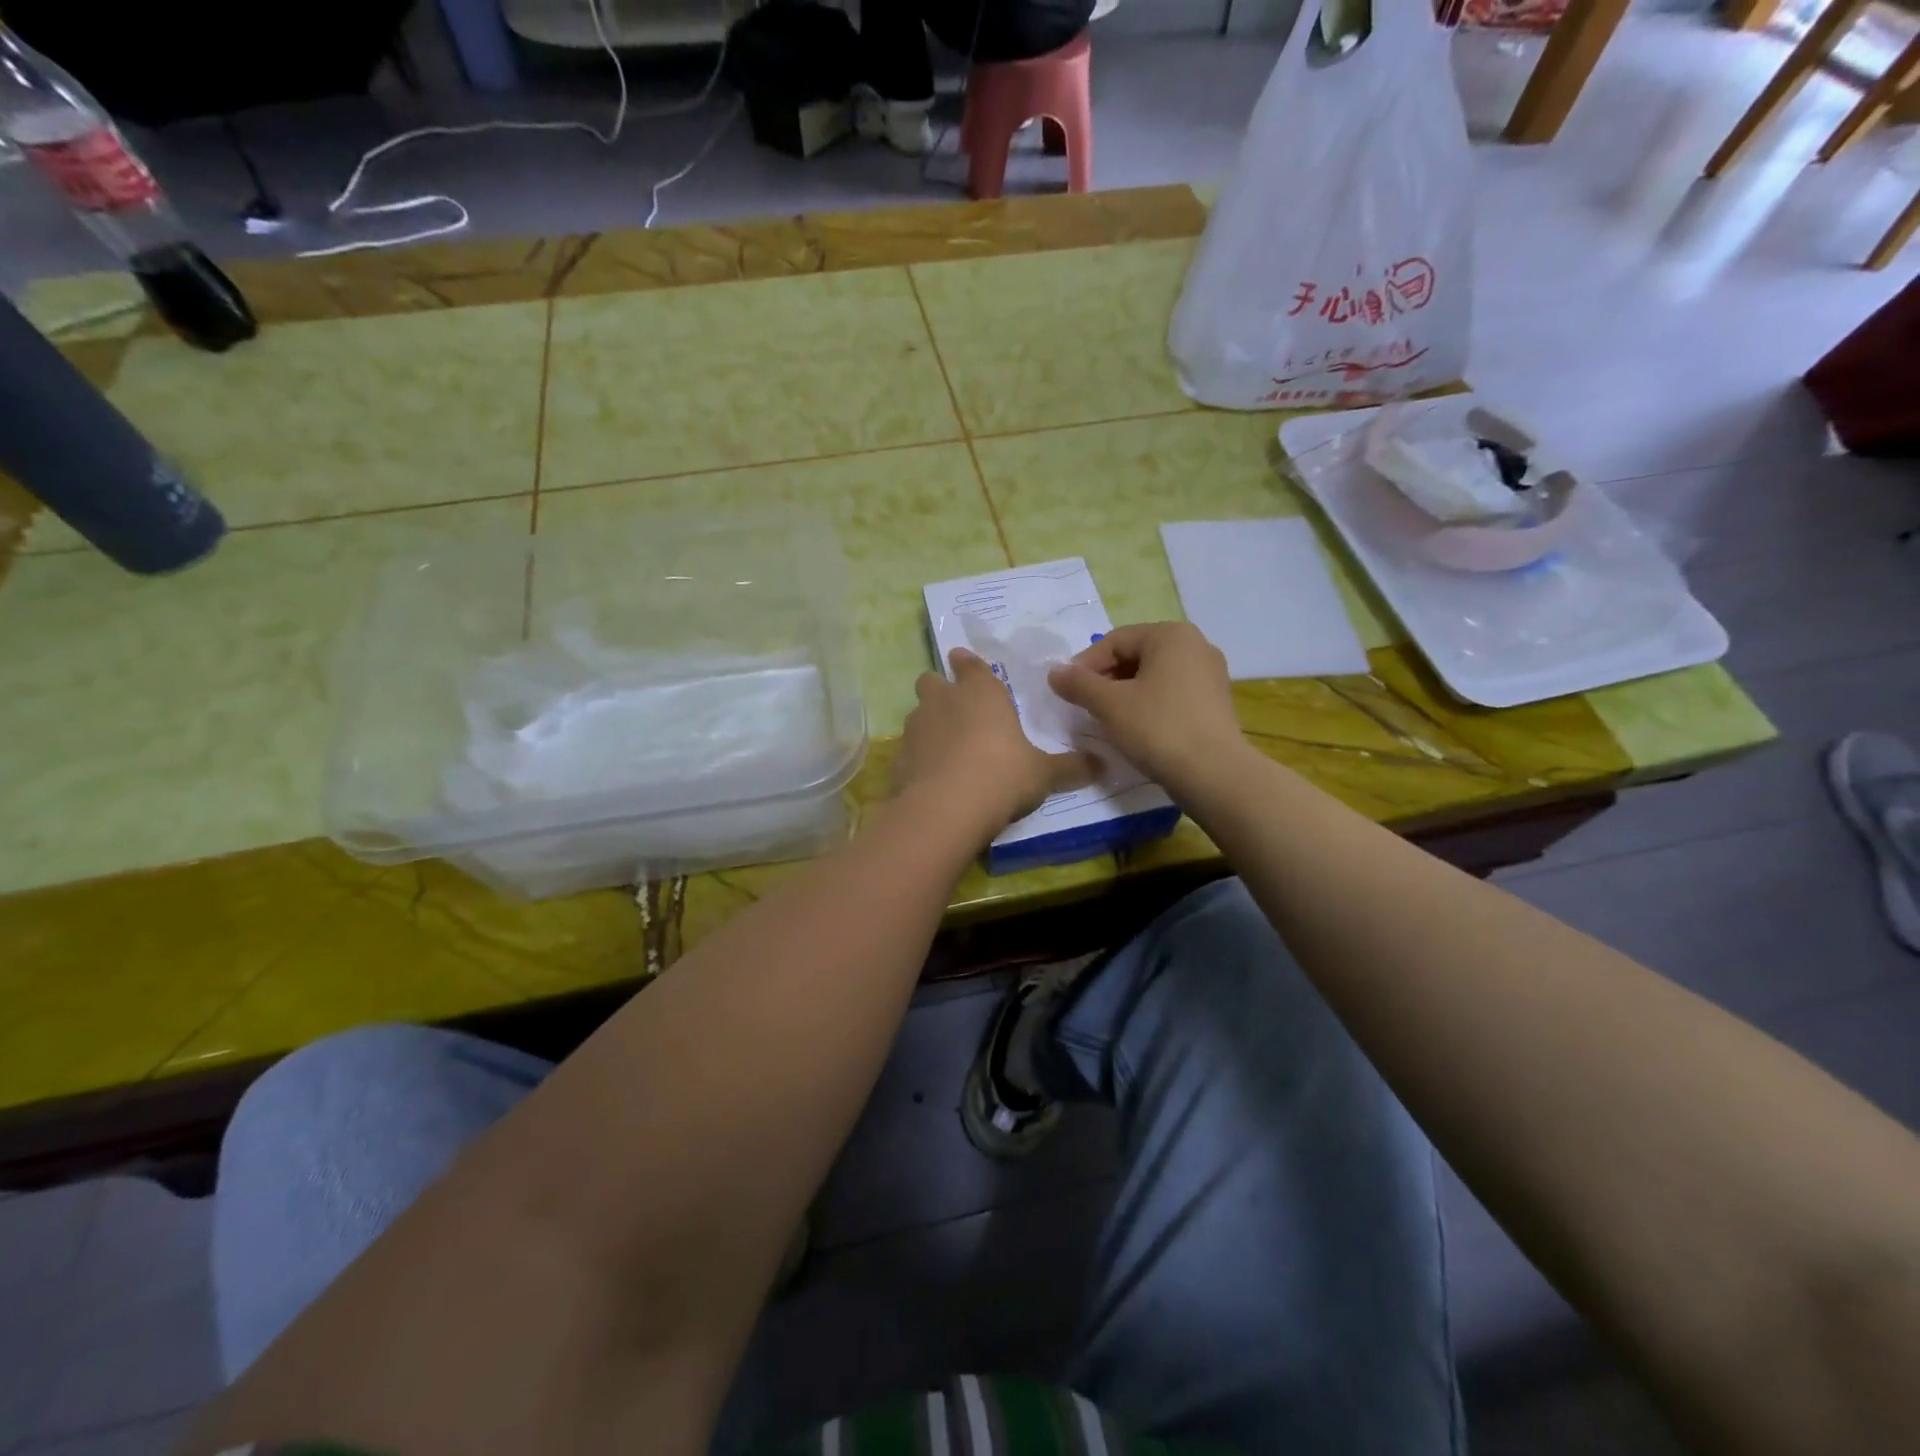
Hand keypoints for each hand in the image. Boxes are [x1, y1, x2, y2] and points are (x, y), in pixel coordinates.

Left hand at [895, 648, 1098, 841]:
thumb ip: (1070, 767)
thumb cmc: (1002, 776)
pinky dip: (919, 758)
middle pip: (931, 681)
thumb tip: (1102, 765)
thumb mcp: (1043, 774)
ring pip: (918, 714)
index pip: (969, 665)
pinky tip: (932, 778)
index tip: (964, 662)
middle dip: (940, 690)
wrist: (946, 809)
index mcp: (981, 692)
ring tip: (946, 748)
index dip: (967, 664)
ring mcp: (916, 728)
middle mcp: (944, 701)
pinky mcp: (899, 758)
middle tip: (956, 709)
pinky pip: (909, 749)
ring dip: (929, 724)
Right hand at [1048, 622, 1246, 789]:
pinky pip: (1172, 693)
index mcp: (1171, 635)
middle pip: (1136, 655)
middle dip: (1105, 678)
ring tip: (1107, 718)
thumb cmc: (1158, 729)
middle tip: (1085, 706)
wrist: (1214, 774)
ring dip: (1125, 693)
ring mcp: (1210, 674)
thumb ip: (1078, 684)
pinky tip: (1136, 728)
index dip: (1085, 665)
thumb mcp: (1109, 704)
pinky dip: (1149, 704)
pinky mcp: (1215, 702)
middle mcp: (1196, 645)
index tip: (1067, 692)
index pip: (1114, 641)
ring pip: (1153, 675)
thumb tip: (1055, 672)